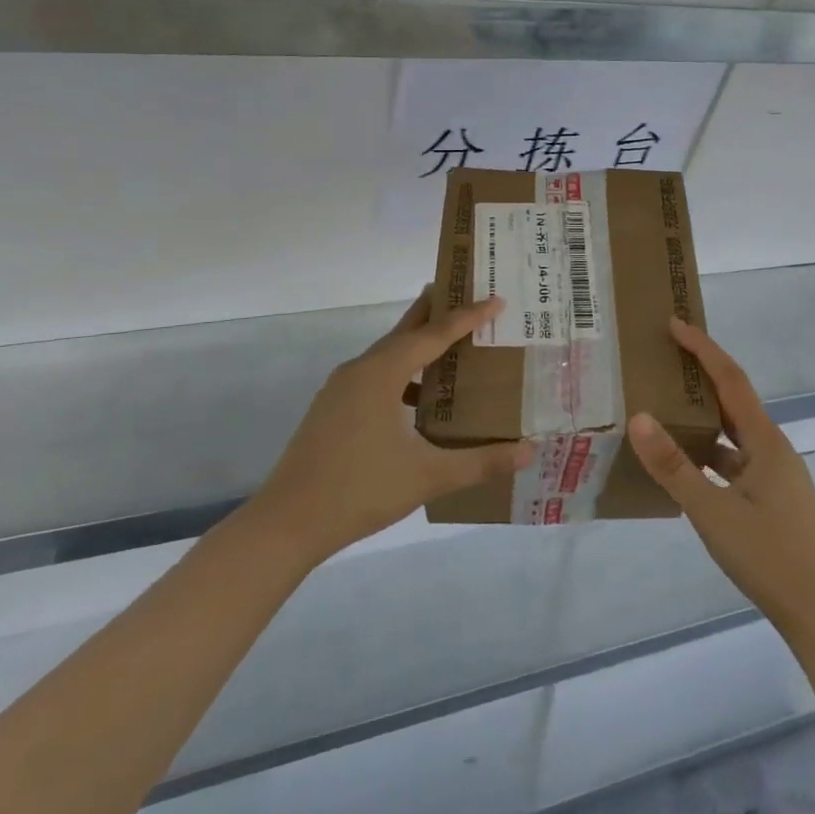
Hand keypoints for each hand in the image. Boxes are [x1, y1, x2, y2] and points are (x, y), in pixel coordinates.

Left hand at [252, 290, 535, 565]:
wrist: (287, 523)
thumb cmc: (360, 490)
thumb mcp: (427, 477)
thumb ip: (480, 463)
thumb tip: (527, 452)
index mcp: (382, 373)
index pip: (434, 334)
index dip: (468, 317)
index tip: (496, 300)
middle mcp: (360, 369)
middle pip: (405, 330)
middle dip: (435, 311)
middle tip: (464, 291)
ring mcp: (341, 388)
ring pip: (387, 353)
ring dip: (417, 344)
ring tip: (448, 343)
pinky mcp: (332, 408)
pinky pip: (375, 374)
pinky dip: (401, 371)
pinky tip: (416, 398)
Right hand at [627, 318, 814, 662]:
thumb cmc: (770, 557)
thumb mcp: (712, 512)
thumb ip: (674, 467)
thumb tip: (638, 418)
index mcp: (765, 441)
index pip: (730, 380)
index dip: (703, 348)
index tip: (675, 324)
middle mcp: (773, 449)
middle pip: (733, 400)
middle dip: (701, 376)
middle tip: (664, 358)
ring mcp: (775, 476)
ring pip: (733, 433)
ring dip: (703, 417)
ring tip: (664, 406)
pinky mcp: (772, 499)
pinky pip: (734, 461)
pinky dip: (709, 453)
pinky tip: (684, 466)